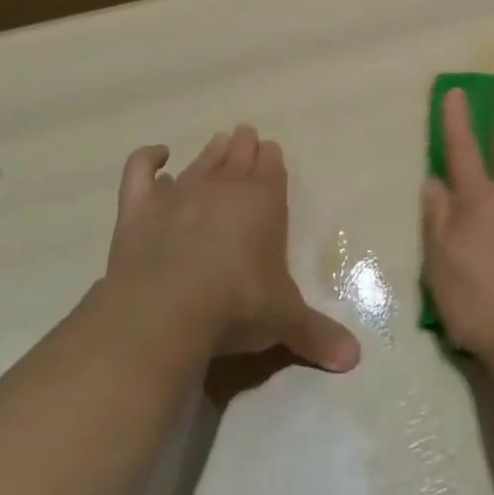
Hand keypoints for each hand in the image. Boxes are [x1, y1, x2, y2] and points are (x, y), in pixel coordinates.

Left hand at [104, 126, 360, 373]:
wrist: (167, 310)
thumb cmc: (237, 307)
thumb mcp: (285, 322)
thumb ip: (317, 334)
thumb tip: (354, 360)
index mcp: (264, 203)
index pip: (271, 170)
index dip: (272, 160)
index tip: (271, 150)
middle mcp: (224, 189)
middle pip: (237, 157)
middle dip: (244, 146)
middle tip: (246, 135)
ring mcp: (179, 195)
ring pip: (199, 162)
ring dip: (211, 151)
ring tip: (219, 142)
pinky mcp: (139, 209)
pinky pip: (141, 171)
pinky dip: (148, 158)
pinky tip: (158, 155)